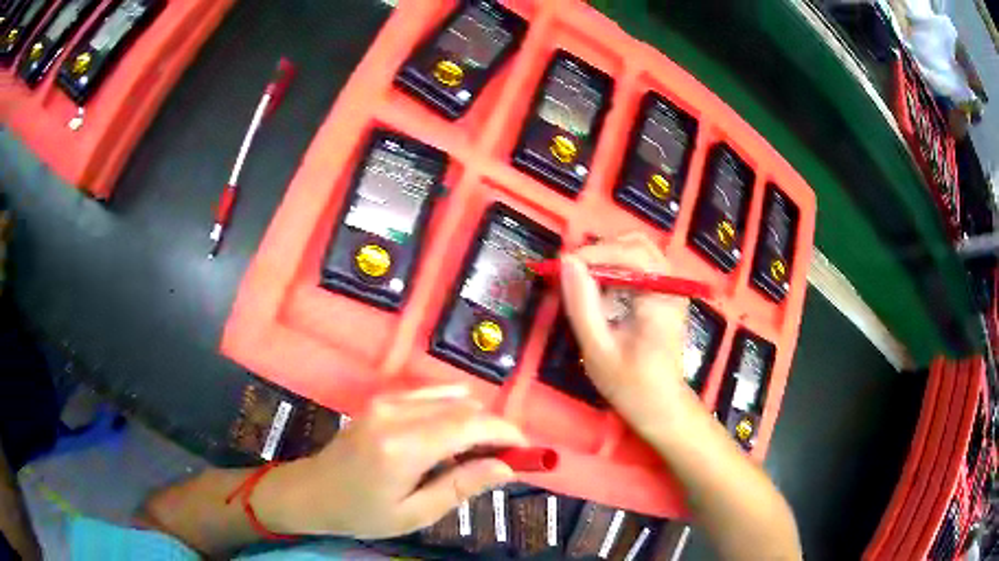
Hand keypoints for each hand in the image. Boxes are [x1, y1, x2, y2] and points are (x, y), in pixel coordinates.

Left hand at [256, 386, 526, 538]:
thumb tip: (507, 467)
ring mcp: (386, 401)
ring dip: (475, 420)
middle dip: (494, 428)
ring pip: (451, 398)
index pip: (469, 425)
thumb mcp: (414, 513)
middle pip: (464, 407)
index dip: (506, 432)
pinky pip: (431, 396)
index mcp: (402, 447)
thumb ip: (461, 486)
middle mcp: (395, 413)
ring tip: (478, 453)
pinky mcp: (382, 400)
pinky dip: (454, 411)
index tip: (528, 450)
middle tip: (506, 459)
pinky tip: (453, 437)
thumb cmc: (362, 512)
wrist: (313, 492)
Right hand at [559, 233, 691, 434]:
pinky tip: (603, 293)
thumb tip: (566, 262)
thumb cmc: (630, 384)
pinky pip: (640, 266)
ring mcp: (670, 288)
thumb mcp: (598, 349)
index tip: (563, 267)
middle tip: (574, 273)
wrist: (661, 407)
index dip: (594, 253)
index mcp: (661, 297)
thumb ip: (582, 303)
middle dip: (601, 251)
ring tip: (585, 282)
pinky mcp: (665, 294)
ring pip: (639, 251)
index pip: (629, 253)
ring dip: (608, 258)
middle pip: (637, 244)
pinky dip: (617, 270)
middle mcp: (671, 284)